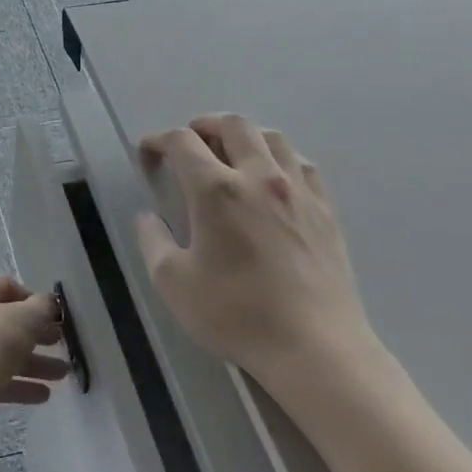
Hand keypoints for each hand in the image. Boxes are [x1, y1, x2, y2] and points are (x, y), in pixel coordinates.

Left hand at [0, 274, 69, 417]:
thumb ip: (43, 306)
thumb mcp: (26, 318)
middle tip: (62, 343)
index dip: (35, 299)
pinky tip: (44, 394)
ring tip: (62, 374)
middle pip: (8, 321)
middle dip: (39, 334)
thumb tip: (49, 302)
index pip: (8, 286)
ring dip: (36, 362)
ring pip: (5, 352)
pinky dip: (20, 383)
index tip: (55, 315)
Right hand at [135, 115, 372, 383]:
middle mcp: (259, 176)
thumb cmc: (236, 315)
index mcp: (216, 190)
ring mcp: (298, 190)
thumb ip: (152, 241)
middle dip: (204, 125)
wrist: (314, 347)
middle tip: (189, 143)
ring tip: (231, 154)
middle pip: (232, 124)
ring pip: (272, 137)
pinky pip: (301, 164)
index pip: (182, 142)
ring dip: (244, 136)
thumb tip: (146, 216)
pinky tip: (273, 179)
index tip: (148, 153)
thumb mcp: (173, 283)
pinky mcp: (325, 209)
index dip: (159, 140)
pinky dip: (279, 158)